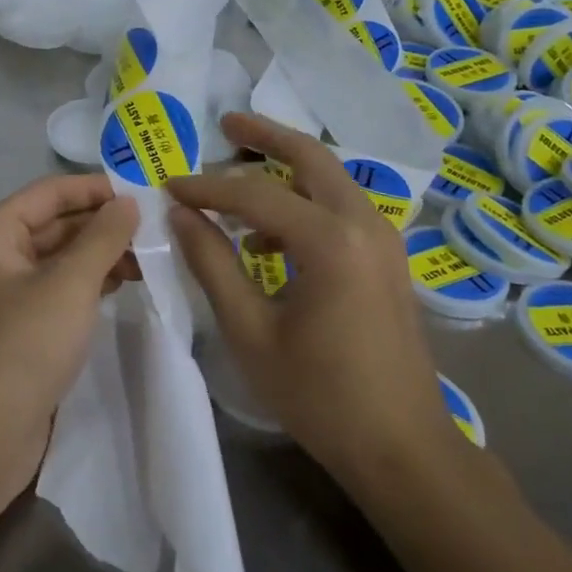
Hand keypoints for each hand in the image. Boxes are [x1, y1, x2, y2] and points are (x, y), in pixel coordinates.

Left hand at [0, 173, 139, 518]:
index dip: (95, 188)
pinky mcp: (21, 326)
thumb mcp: (70, 284)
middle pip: (55, 224)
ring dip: (101, 254)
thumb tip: (129, 202)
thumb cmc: (24, 345)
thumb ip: (103, 237)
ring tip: (149, 258)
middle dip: (102, 224)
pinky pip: (59, 289)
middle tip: (155, 228)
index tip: (143, 192)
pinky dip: (90, 283)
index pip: (49, 193)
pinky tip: (125, 285)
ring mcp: (6, 293)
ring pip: (60, 258)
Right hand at [166, 113, 464, 495]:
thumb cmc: (320, 395)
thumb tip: (181, 214)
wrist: (403, 448)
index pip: (254, 194)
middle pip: (310, 157)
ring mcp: (384, 239)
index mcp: (330, 240)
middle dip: (266, 135)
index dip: (207, 187)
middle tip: (226, 123)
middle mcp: (364, 223)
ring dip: (285, 168)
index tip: (169, 186)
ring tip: (237, 177)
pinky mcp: (387, 258)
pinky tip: (268, 237)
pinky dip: (303, 203)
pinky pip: (340, 208)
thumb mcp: (250, 330)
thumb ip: (212, 264)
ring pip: (329, 179)